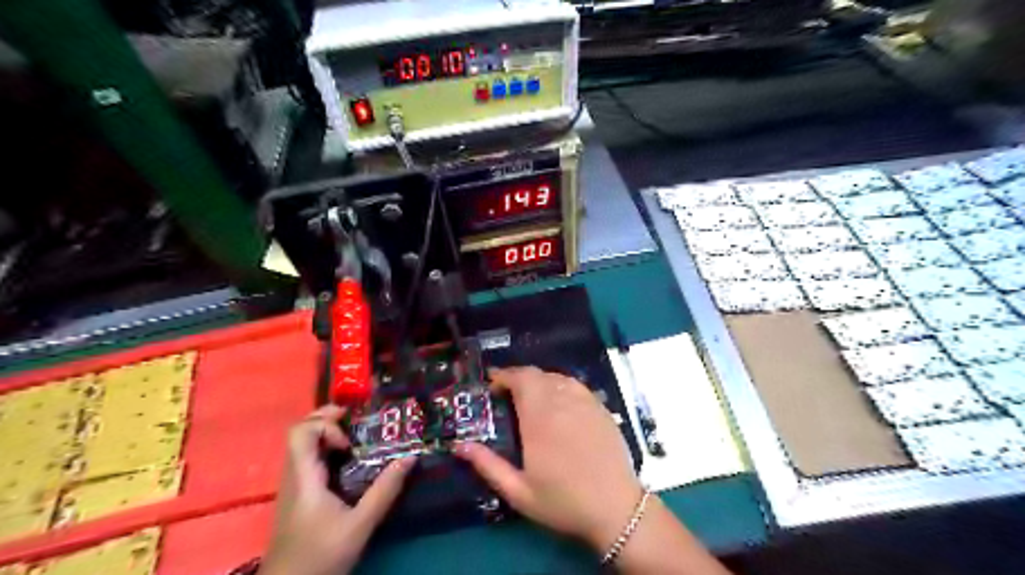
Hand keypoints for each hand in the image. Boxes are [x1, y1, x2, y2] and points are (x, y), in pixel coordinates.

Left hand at [261, 405, 414, 574]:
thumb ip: (385, 490)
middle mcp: (293, 475)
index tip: (350, 443)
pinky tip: (348, 461)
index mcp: (303, 478)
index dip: (326, 426)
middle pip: (300, 431)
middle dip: (328, 418)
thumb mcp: (360, 525)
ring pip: (303, 444)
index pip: (301, 432)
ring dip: (328, 433)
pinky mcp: (298, 494)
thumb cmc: (321, 556)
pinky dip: (326, 449)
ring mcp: (293, 484)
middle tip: (356, 419)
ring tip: (356, 438)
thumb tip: (410, 457)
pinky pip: (308, 458)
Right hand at [455, 369, 638, 552]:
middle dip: (518, 377)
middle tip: (507, 393)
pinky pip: (576, 385)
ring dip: (539, 381)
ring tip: (530, 397)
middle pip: (537, 374)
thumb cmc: (564, 502)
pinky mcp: (601, 407)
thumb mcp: (519, 492)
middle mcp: (562, 403)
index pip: (521, 379)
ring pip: (556, 377)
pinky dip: (560, 385)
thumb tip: (459, 445)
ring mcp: (585, 403)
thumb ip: (488, 465)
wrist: (616, 509)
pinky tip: (558, 401)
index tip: (492, 384)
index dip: (504, 376)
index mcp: (540, 419)